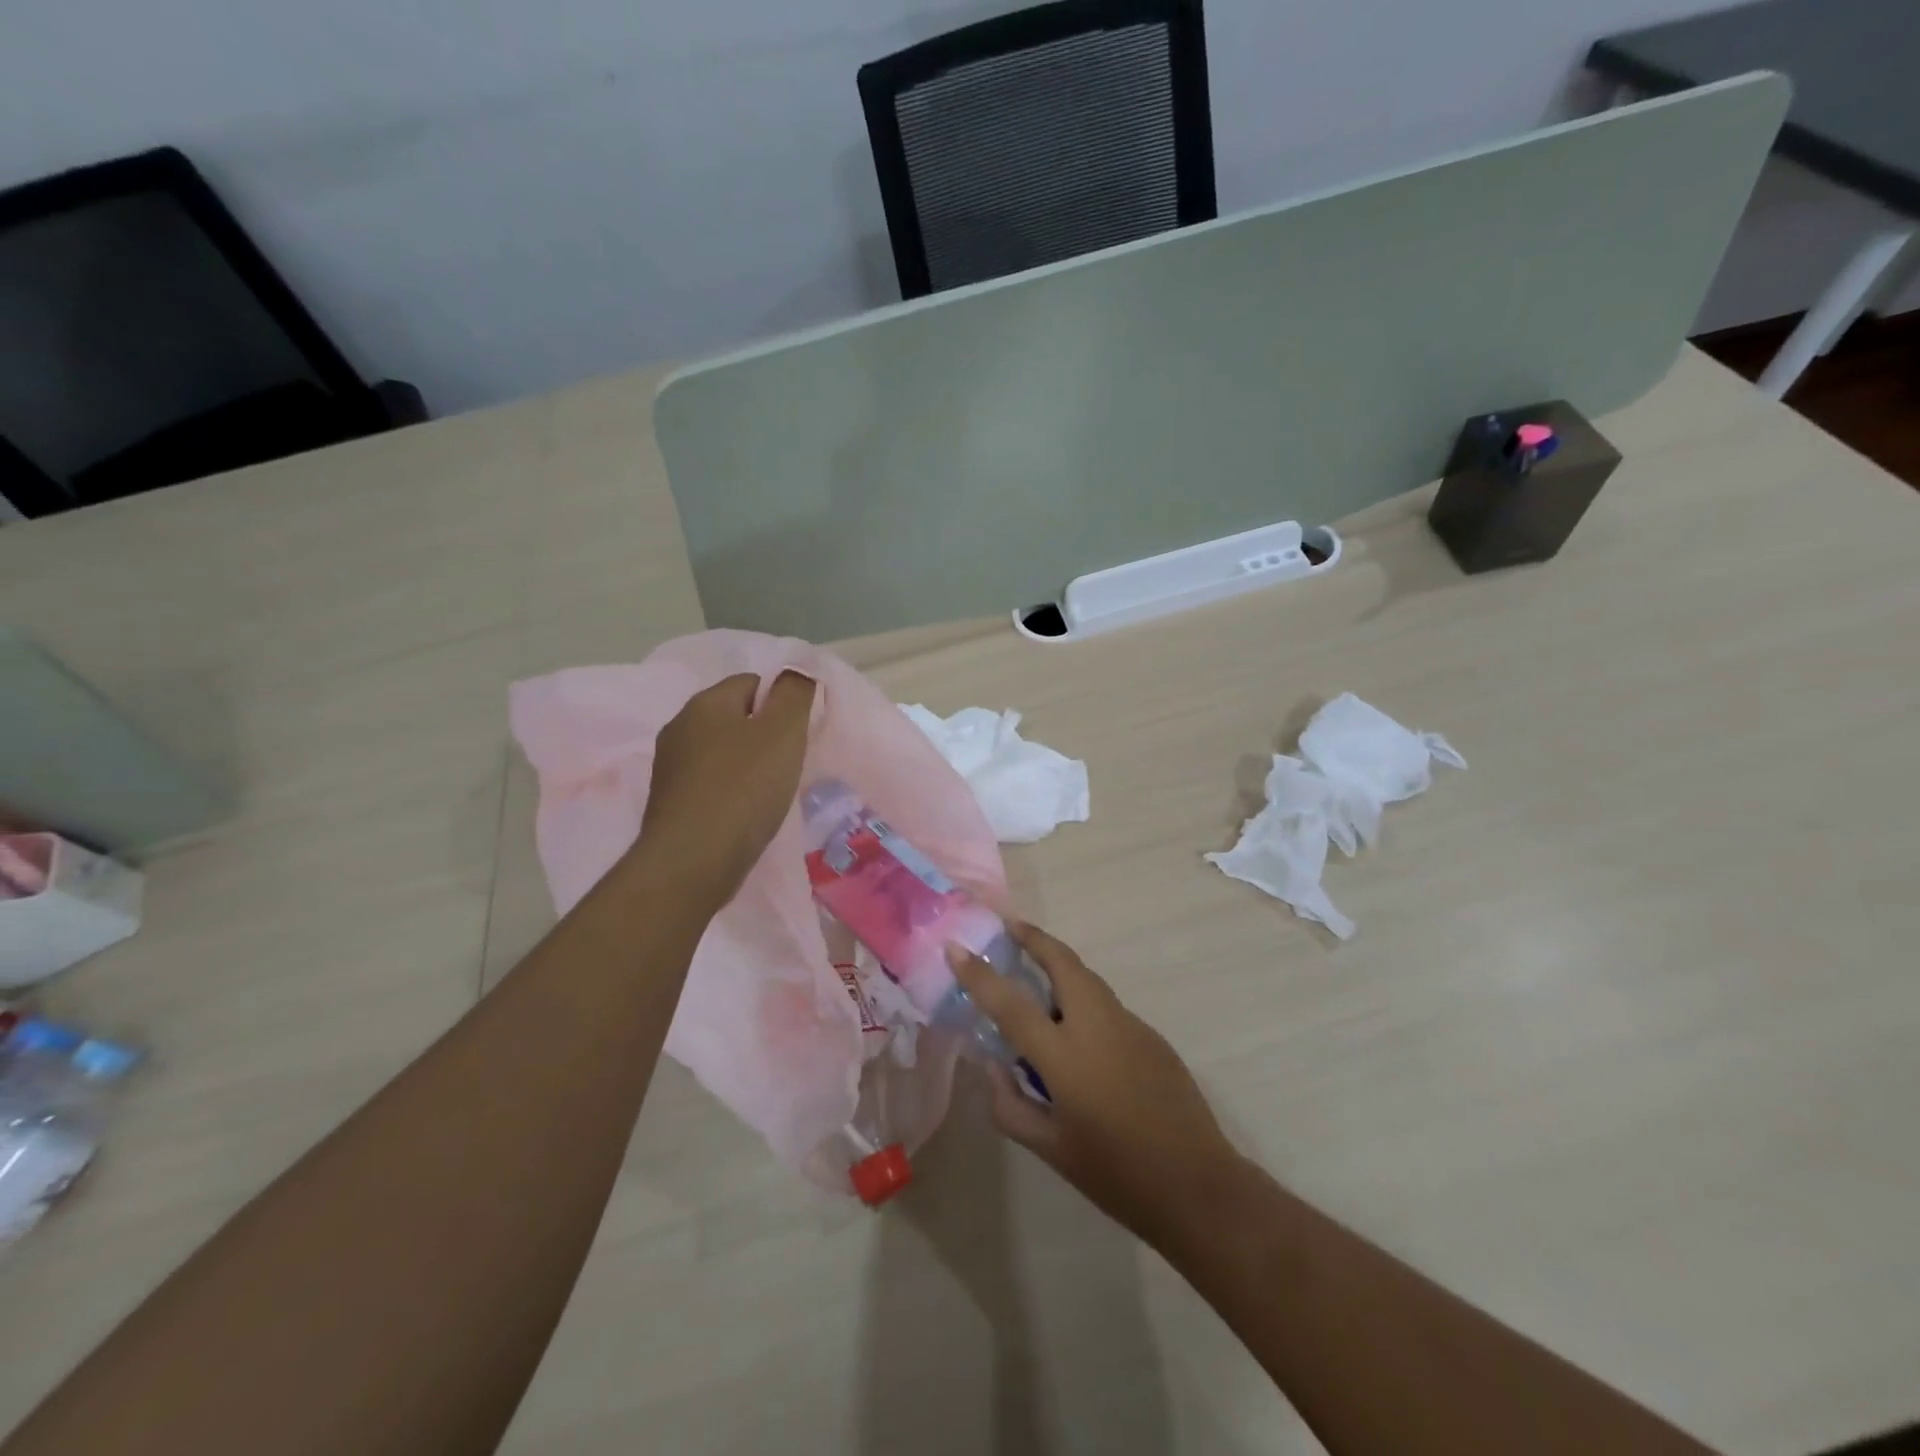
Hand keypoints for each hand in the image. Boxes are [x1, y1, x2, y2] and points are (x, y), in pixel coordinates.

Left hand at [640, 671, 815, 907]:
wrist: (692, 862)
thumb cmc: (743, 789)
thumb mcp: (783, 732)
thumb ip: (794, 693)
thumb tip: (796, 671)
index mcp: (705, 703)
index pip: (752, 682)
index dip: (781, 703)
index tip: (799, 733)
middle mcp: (680, 726)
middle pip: (735, 717)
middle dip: (764, 735)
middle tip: (790, 763)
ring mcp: (670, 767)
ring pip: (721, 752)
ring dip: (747, 765)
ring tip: (771, 792)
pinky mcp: (669, 803)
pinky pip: (710, 783)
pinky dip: (730, 792)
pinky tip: (746, 814)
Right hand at [947, 923, 1241, 1247]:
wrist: (1199, 1187)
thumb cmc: (1117, 1175)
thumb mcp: (1052, 1150)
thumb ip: (1011, 1106)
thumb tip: (994, 1068)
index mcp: (1066, 1056)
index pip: (1011, 1003)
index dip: (980, 974)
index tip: (956, 948)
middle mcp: (1097, 1026)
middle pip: (1062, 962)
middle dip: (1034, 938)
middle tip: (1010, 928)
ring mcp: (1130, 1026)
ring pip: (1088, 980)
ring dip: (1059, 967)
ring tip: (1036, 977)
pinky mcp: (1152, 1036)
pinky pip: (1107, 1007)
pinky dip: (1083, 1002)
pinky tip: (1079, 1038)